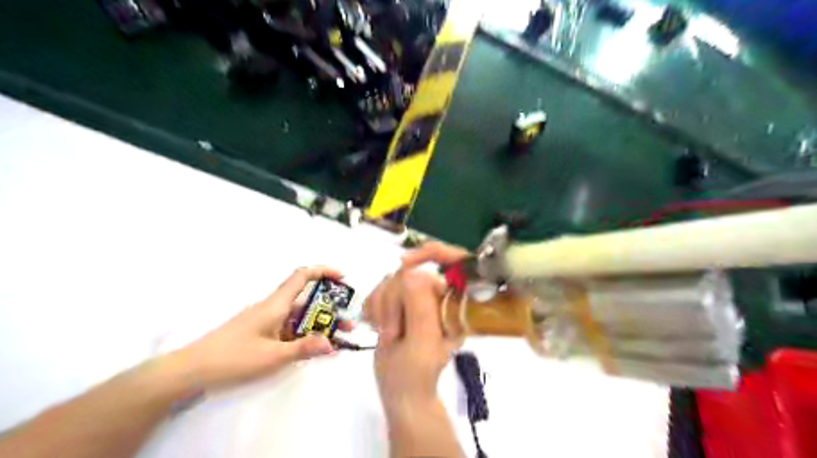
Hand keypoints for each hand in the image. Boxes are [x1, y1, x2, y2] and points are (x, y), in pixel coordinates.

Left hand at [170, 264, 348, 389]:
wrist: (191, 369)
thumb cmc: (233, 358)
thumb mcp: (272, 356)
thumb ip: (304, 348)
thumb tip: (332, 344)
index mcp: (276, 305)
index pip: (302, 276)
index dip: (324, 271)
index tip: (343, 278)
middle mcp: (273, 308)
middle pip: (306, 300)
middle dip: (329, 309)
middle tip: (348, 324)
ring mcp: (267, 321)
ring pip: (299, 317)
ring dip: (318, 325)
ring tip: (336, 340)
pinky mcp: (261, 333)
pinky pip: (289, 329)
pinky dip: (304, 335)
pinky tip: (312, 349)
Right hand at [368, 243, 469, 414]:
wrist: (400, 392)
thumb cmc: (416, 374)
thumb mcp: (422, 342)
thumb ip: (420, 305)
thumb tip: (410, 272)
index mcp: (454, 303)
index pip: (451, 259)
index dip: (430, 252)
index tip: (403, 264)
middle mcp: (437, 296)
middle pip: (409, 271)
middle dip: (393, 300)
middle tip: (392, 332)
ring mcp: (417, 298)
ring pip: (390, 279)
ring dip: (382, 307)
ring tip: (387, 334)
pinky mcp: (399, 302)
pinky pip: (379, 289)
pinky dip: (373, 307)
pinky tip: (376, 326)